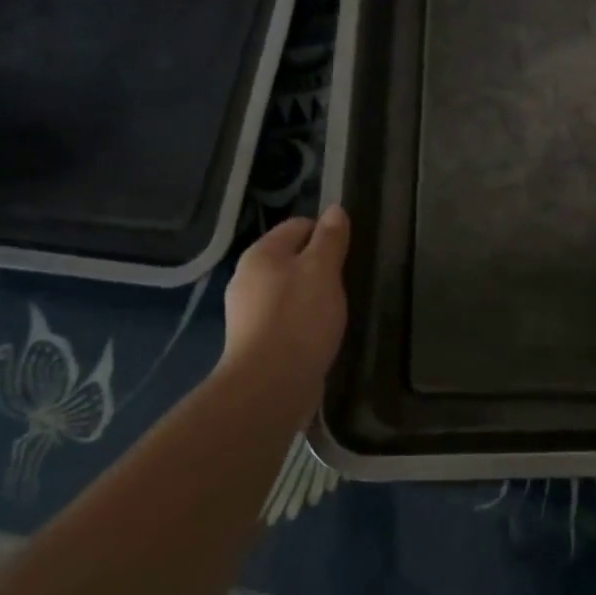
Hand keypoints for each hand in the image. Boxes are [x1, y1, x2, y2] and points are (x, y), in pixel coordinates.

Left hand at [220, 207, 349, 414]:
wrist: (270, 384)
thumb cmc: (300, 318)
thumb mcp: (323, 270)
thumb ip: (330, 239)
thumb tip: (335, 210)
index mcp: (261, 253)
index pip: (298, 225)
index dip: (326, 234)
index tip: (348, 253)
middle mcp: (247, 277)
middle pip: (291, 258)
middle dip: (318, 267)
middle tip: (344, 283)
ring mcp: (247, 311)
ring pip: (287, 289)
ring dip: (311, 295)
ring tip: (334, 311)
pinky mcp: (254, 340)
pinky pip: (283, 317)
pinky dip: (301, 320)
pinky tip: (317, 334)